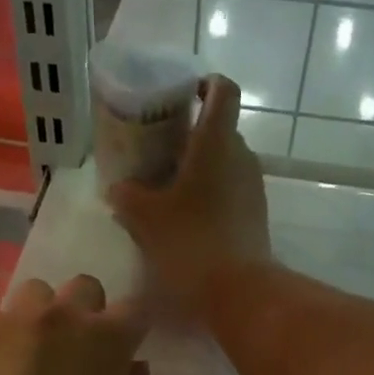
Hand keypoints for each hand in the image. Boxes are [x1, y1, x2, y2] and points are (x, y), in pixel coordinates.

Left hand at [0, 275, 156, 374]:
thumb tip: (135, 368)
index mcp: (106, 339)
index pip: (136, 307)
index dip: (134, 328)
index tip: (126, 348)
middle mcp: (61, 316)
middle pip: (85, 288)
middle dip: (89, 312)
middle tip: (79, 351)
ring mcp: (12, 320)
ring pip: (37, 294)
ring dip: (45, 316)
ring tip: (35, 354)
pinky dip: (6, 335)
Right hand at [109, 75, 270, 312]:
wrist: (239, 291)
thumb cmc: (190, 242)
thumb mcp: (145, 218)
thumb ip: (127, 195)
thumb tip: (118, 188)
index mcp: (216, 143)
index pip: (223, 90)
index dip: (204, 83)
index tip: (183, 93)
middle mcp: (242, 157)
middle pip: (218, 129)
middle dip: (189, 135)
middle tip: (157, 151)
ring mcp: (253, 187)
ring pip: (224, 163)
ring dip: (197, 168)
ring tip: (165, 190)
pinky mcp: (255, 216)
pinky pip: (229, 190)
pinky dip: (208, 194)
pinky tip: (183, 218)